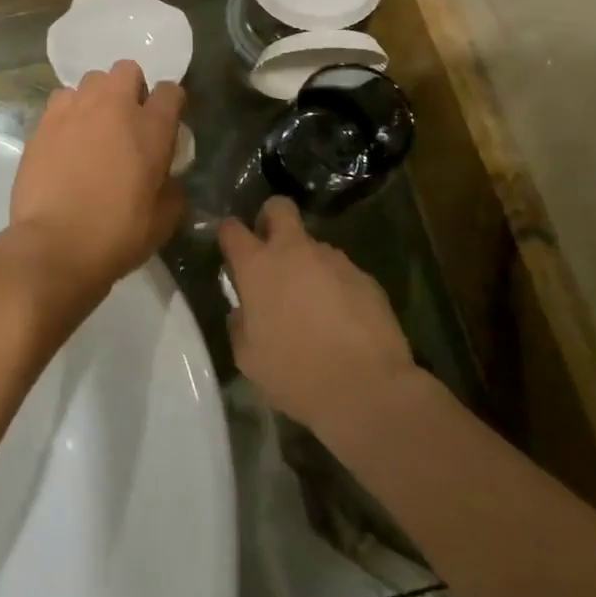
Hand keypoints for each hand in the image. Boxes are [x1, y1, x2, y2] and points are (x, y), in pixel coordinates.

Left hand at [8, 61, 185, 313]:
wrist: (55, 245)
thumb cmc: (117, 234)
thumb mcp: (164, 220)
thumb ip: (173, 190)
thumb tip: (169, 180)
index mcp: (150, 128)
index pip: (170, 91)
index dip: (171, 103)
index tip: (167, 122)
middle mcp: (112, 107)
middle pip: (126, 70)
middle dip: (131, 87)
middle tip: (127, 120)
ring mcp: (73, 110)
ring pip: (89, 81)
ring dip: (96, 98)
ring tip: (92, 128)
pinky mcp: (42, 123)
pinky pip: (60, 102)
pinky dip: (67, 113)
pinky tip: (65, 140)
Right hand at [222, 197, 415, 435]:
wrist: (366, 388)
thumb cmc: (295, 374)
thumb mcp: (248, 358)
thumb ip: (240, 324)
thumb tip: (243, 311)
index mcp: (257, 267)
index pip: (232, 229)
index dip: (229, 234)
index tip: (231, 249)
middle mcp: (294, 251)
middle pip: (279, 208)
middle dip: (271, 218)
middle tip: (271, 248)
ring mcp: (333, 260)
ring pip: (313, 246)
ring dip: (307, 264)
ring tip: (313, 304)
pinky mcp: (365, 276)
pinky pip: (341, 272)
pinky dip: (336, 287)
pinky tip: (342, 320)